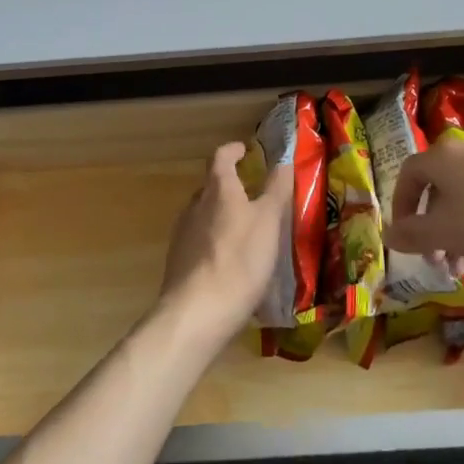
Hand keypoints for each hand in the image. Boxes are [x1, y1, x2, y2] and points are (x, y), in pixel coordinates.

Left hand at [157, 142, 290, 344]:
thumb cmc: (239, 259)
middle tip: (254, 194)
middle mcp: (195, 206)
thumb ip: (276, 189)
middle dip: (231, 186)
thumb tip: (284, 159)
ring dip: (223, 216)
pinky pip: (200, 243)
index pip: (221, 157)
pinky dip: (216, 243)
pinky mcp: (179, 263)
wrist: (197, 313)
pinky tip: (232, 263)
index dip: (233, 150)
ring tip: (247, 231)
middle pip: (211, 187)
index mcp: (217, 189)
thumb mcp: (268, 221)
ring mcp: (183, 235)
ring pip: (205, 215)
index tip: (245, 149)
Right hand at [385, 137, 463, 290]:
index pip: (409, 175)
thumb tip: (389, 233)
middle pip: (441, 186)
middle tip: (440, 261)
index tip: (406, 238)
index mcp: (445, 156)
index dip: (402, 207)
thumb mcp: (445, 235)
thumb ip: (412, 234)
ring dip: (461, 228)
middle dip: (435, 225)